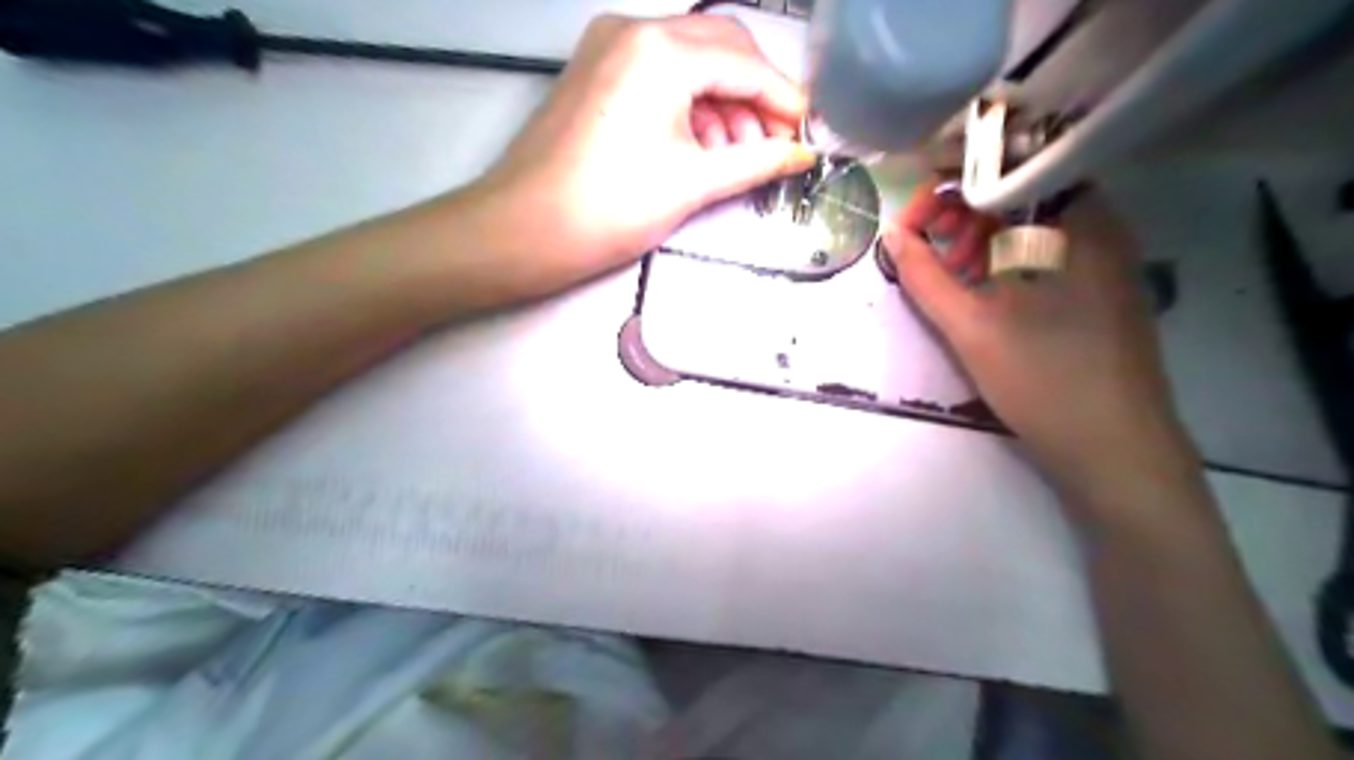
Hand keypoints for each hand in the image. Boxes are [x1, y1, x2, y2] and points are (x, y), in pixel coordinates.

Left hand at [476, 12, 813, 278]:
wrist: (524, 230)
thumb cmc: (611, 207)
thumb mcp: (694, 183)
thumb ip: (758, 161)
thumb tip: (802, 154)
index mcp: (662, 50)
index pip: (746, 64)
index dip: (785, 100)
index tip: (809, 134)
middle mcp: (634, 30)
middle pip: (721, 48)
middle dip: (756, 96)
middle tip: (775, 145)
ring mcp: (609, 46)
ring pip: (690, 60)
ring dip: (723, 103)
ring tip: (737, 156)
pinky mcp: (596, 71)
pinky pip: (659, 74)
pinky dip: (689, 105)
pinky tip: (700, 146)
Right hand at [891, 181, 1192, 495]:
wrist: (1115, 452)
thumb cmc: (1044, 380)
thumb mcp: (971, 326)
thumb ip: (924, 276)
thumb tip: (891, 235)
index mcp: (1079, 223)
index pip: (1007, 172)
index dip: (951, 188)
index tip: (912, 221)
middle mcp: (1101, 230)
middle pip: (1019, 197)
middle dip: (963, 218)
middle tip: (931, 255)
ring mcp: (1105, 264)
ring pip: (1031, 231)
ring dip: (981, 244)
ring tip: (952, 280)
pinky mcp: (1101, 295)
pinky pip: (1045, 259)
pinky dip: (1006, 267)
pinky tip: (983, 298)